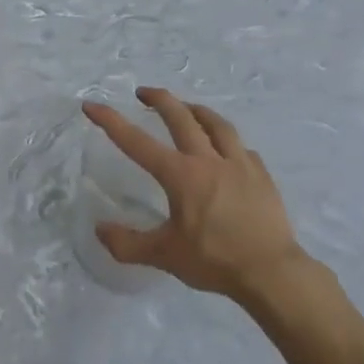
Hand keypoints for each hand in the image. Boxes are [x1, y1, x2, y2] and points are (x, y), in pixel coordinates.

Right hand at [81, 88, 311, 310]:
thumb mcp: (163, 255)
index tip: (92, 105)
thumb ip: (127, 243)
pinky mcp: (261, 175)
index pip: (137, 142)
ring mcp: (239, 164)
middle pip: (181, 117)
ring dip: (196, 110)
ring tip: (186, 107)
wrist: (271, 272)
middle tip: (143, 92)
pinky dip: (226, 141)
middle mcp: (208, 160)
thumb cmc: (214, 260)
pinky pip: (240, 148)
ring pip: (216, 124)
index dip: (111, 122)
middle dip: (159, 100)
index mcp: (181, 175)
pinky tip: (224, 148)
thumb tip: (100, 229)